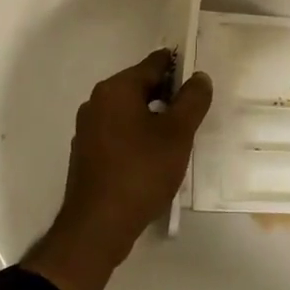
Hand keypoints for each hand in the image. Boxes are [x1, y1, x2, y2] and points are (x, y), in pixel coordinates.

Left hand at [25, 50, 212, 289]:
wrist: (97, 226)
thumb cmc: (140, 172)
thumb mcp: (177, 134)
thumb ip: (192, 101)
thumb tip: (199, 77)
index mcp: (116, 89)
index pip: (154, 63)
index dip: (180, 68)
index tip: (201, 80)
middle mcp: (97, 102)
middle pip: (140, 86)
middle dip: (168, 95)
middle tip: (196, 111)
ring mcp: (88, 128)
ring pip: (129, 111)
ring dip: (154, 118)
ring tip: (180, 136)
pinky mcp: (87, 153)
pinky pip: (119, 133)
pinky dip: (138, 136)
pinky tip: (155, 157)